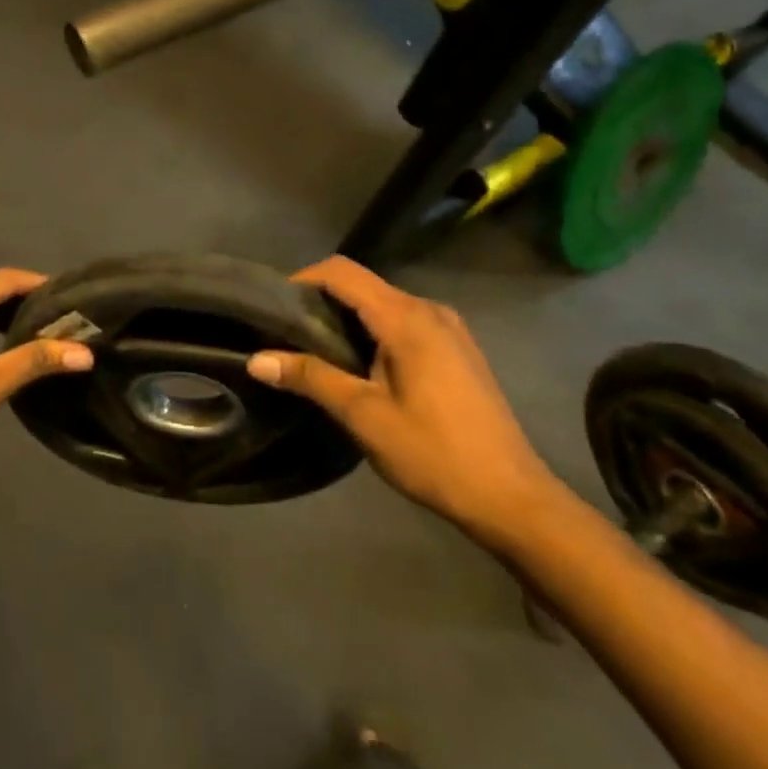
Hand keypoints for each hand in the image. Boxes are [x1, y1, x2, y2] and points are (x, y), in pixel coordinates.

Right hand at [247, 256, 562, 543]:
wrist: (511, 497)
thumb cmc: (433, 453)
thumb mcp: (364, 416)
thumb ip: (311, 378)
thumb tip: (256, 360)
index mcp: (406, 318)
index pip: (342, 272)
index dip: (303, 279)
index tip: (273, 308)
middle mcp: (430, 310)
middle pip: (363, 285)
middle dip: (322, 302)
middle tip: (287, 336)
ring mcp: (450, 328)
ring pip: (384, 304)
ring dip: (348, 319)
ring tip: (316, 353)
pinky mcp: (458, 349)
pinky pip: (405, 322)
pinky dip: (374, 332)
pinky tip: (361, 368)